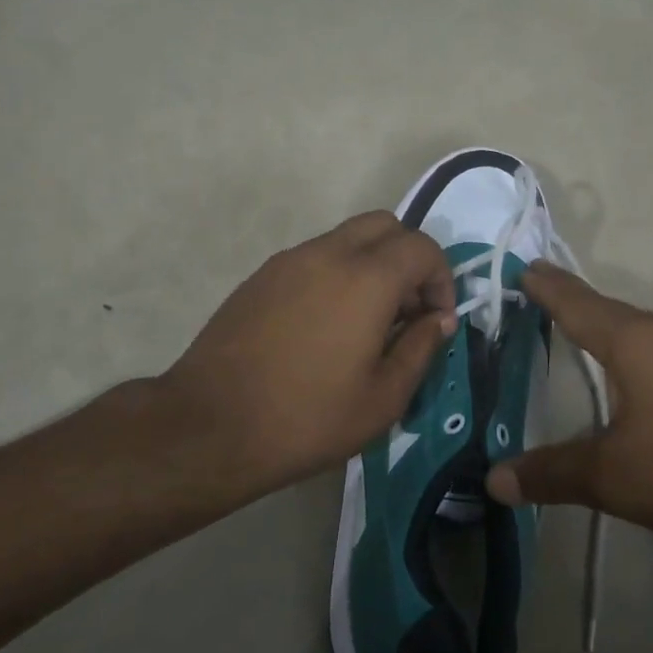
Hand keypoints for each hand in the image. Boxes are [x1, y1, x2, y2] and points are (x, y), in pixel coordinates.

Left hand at [157, 212, 457, 494]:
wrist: (210, 426)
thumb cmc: (307, 418)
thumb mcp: (383, 399)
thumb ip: (421, 348)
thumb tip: (438, 320)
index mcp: (366, 279)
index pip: (422, 248)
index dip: (442, 279)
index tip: (436, 321)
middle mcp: (328, 254)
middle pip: (384, 226)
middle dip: (408, 259)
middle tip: (407, 310)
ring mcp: (289, 261)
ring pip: (346, 238)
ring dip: (371, 265)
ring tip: (368, 322)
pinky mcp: (261, 276)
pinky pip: (314, 258)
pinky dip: (337, 274)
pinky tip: (326, 326)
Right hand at [486, 263, 652, 559]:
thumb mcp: (614, 476)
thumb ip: (553, 473)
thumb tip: (494, 479)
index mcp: (636, 343)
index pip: (578, 304)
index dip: (549, 288)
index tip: (526, 266)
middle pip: (612, 313)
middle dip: (577, 304)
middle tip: (545, 294)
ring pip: (646, 335)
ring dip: (612, 331)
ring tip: (586, 333)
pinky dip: (642, 359)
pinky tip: (643, 382)